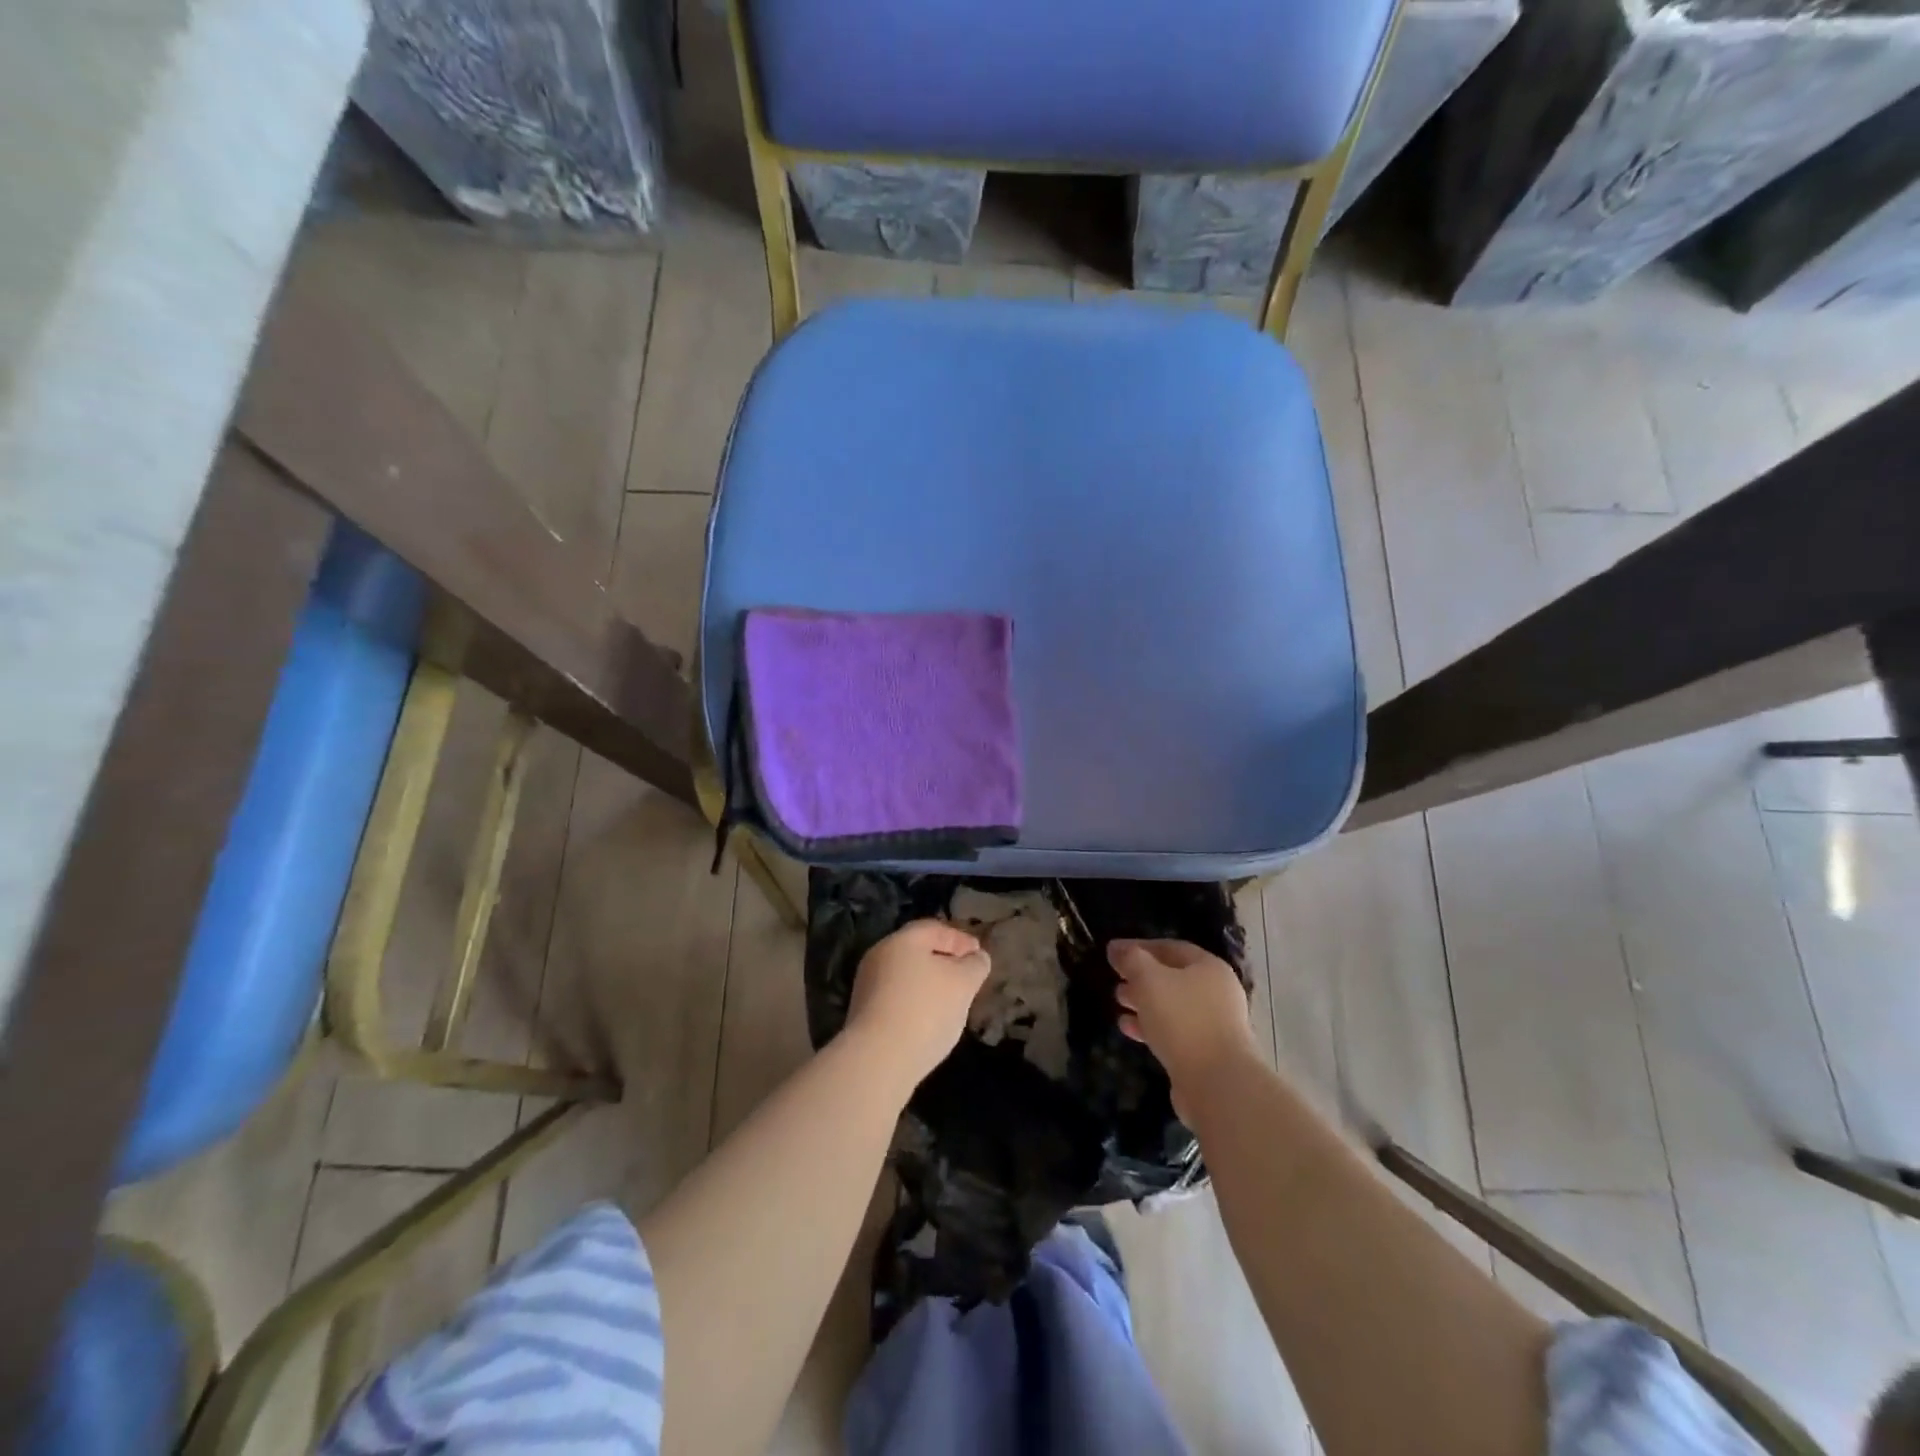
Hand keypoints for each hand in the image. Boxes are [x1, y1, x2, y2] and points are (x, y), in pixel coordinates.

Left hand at [845, 920, 991, 1095]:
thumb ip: (975, 966)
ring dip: (930, 983)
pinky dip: (916, 1002)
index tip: (979, 954)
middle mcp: (879, 956)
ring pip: (906, 976)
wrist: (878, 1060)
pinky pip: (897, 999)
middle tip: (967, 976)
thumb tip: (977, 958)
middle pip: (917, 951)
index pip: (935, 929)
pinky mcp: (864, 1015)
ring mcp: (867, 986)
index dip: (960, 939)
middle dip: (944, 961)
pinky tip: (930, 1021)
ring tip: (952, 1001)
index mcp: (902, 940)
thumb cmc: (925, 1010)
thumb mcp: (963, 984)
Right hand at [1109, 939, 1257, 1119]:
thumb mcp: (1149, 980)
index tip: (1113, 952)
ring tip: (1118, 1002)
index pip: (1170, 947)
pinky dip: (1151, 1026)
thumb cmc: (1183, 1019)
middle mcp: (1216, 992)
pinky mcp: (1205, 1052)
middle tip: (1115, 978)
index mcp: (1209, 967)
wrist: (1217, 1083)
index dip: (1139, 946)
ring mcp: (1214, 1024)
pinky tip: (1127, 1029)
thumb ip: (1131, 959)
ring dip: (1143, 1002)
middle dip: (1141, 976)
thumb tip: (1116, 948)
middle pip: (1172, 977)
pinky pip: (1174, 1031)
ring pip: (1172, 1005)